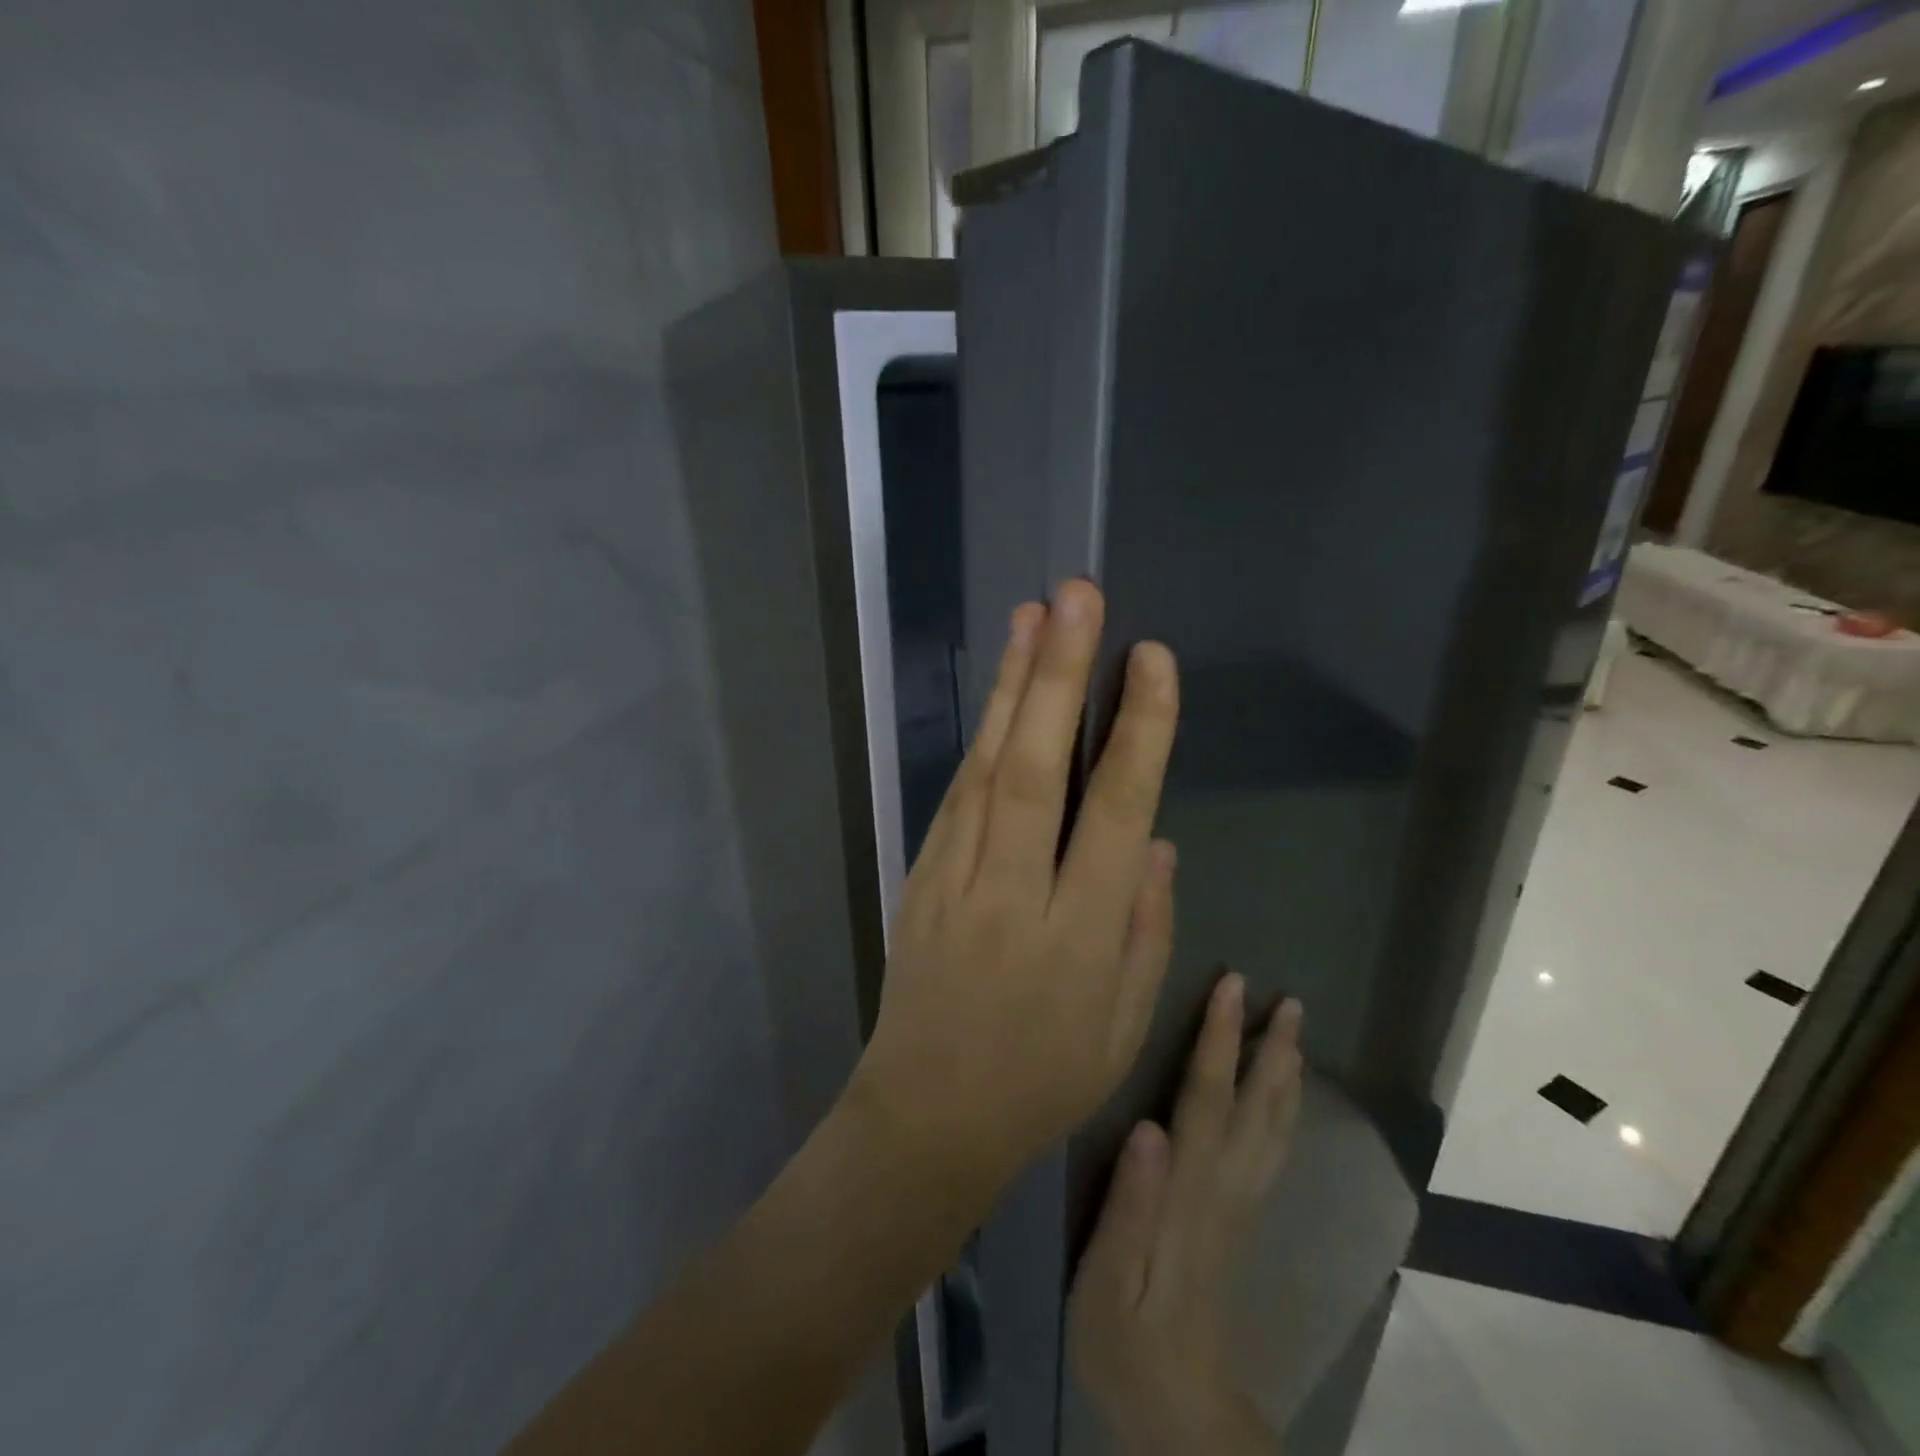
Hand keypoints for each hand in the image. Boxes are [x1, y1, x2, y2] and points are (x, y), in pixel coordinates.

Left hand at [849, 580, 1180, 1204]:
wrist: (927, 1113)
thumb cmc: (1042, 1079)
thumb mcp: (1123, 1027)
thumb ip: (1145, 929)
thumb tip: (1154, 839)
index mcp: (1078, 936)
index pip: (1114, 814)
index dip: (1136, 732)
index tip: (1151, 661)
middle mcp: (1013, 893)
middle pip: (1035, 769)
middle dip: (1058, 676)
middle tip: (1078, 597)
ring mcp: (954, 879)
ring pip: (986, 767)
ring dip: (1011, 686)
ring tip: (1035, 615)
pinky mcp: (919, 876)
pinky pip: (957, 794)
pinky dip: (982, 734)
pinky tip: (1001, 689)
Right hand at [1069, 976, 1303, 1455]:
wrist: (1179, 1414)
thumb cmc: (1125, 1341)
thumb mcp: (1107, 1281)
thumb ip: (1128, 1206)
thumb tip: (1148, 1125)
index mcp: (1189, 1193)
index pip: (1207, 1100)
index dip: (1219, 1040)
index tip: (1230, 986)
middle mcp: (1226, 1190)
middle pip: (1256, 1108)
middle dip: (1271, 1048)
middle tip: (1288, 999)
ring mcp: (1241, 1205)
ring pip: (1274, 1128)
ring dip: (1285, 1073)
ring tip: (1294, 1030)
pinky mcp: (1242, 1219)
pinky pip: (1274, 1150)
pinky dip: (1284, 1111)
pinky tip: (1283, 1095)